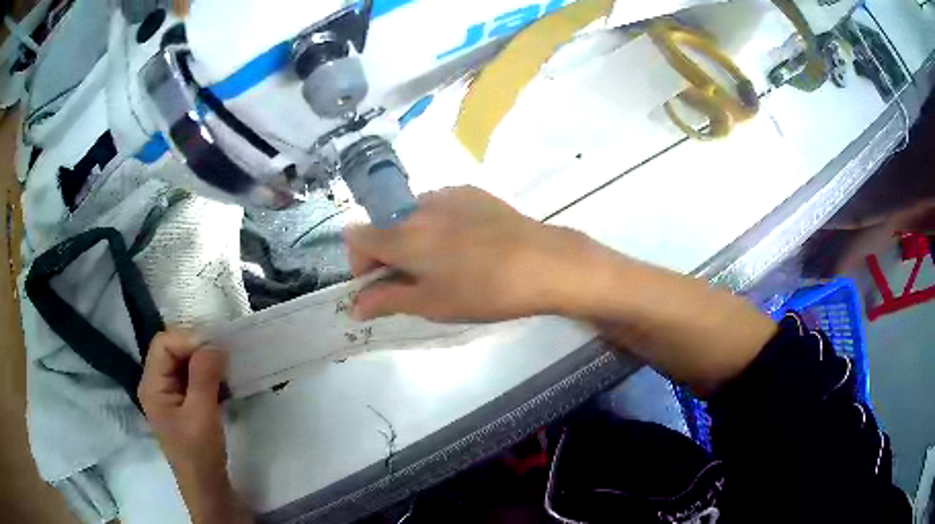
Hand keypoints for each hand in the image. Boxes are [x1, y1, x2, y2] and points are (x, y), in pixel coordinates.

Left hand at [139, 330, 249, 523]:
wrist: (208, 487)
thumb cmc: (200, 454)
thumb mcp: (202, 414)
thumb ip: (204, 376)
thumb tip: (215, 344)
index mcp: (152, 385)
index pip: (164, 344)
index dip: (188, 339)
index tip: (216, 348)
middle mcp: (156, 383)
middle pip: (171, 349)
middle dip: (197, 347)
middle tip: (223, 354)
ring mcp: (169, 393)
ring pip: (183, 361)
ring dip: (204, 360)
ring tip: (225, 366)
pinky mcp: (183, 402)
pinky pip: (192, 376)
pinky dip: (207, 373)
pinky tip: (222, 379)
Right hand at [344, 186, 592, 321]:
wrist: (542, 262)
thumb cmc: (482, 290)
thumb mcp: (431, 304)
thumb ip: (386, 301)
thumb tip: (355, 306)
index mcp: (401, 235)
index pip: (356, 238)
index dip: (359, 263)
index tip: (379, 284)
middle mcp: (417, 207)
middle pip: (385, 227)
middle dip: (389, 254)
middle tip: (416, 281)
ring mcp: (446, 195)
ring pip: (414, 217)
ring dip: (416, 238)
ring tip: (448, 263)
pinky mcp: (472, 192)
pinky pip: (441, 207)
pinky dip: (441, 225)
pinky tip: (469, 244)